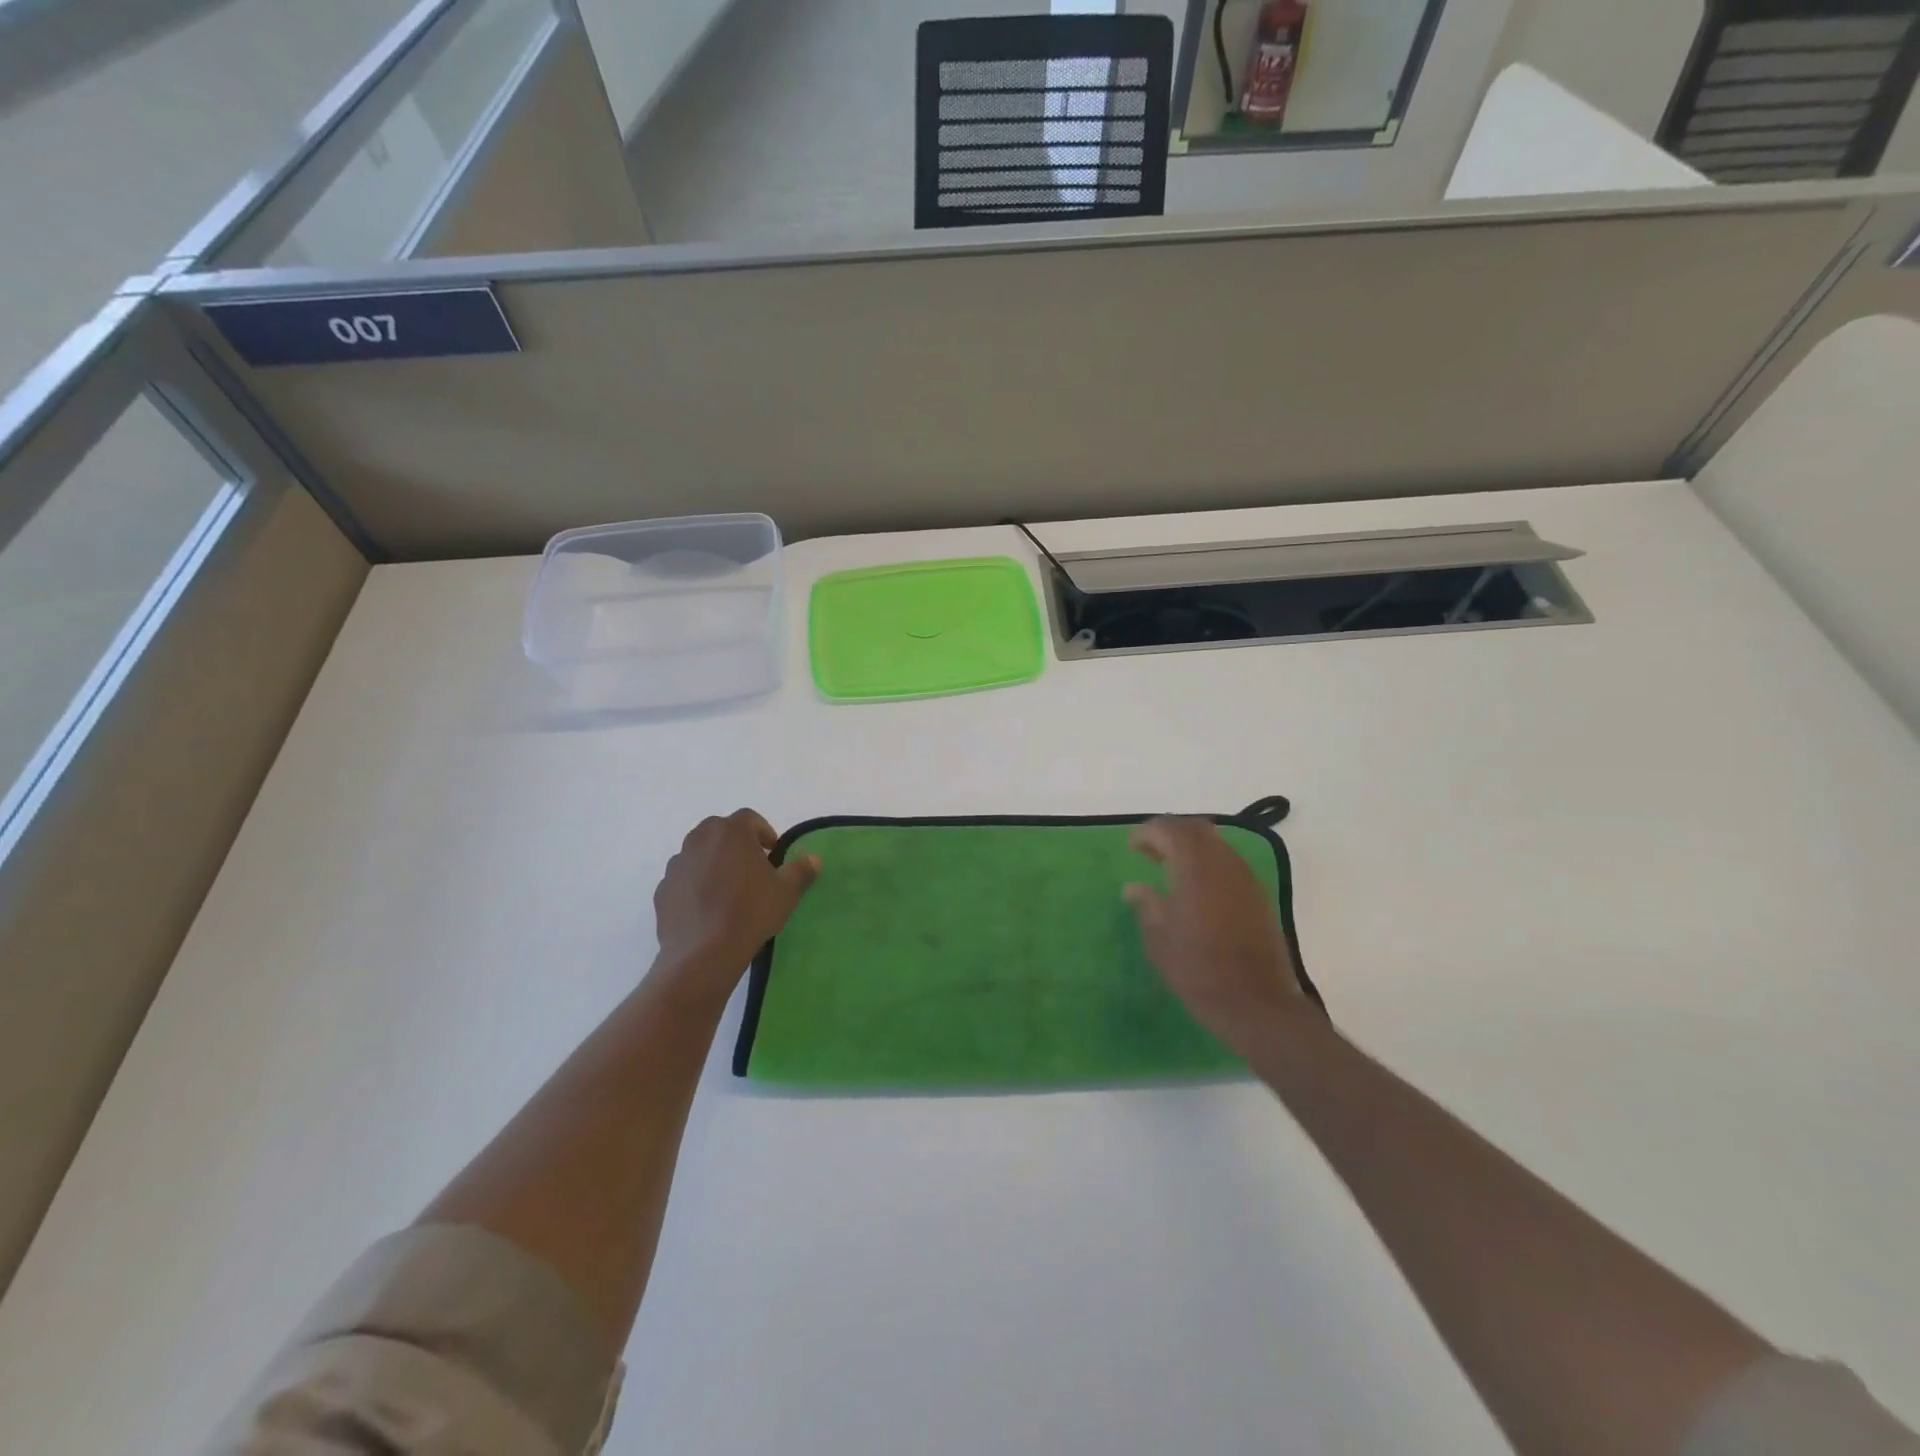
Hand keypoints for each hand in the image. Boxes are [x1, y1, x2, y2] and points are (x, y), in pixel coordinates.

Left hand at [651, 810, 819, 1002]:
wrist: (703, 953)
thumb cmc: (750, 912)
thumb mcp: (786, 892)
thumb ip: (801, 870)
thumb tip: (813, 859)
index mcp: (731, 832)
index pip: (749, 818)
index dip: (764, 832)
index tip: (773, 853)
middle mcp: (699, 840)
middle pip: (719, 831)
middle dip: (736, 844)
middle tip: (752, 868)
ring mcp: (677, 864)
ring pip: (699, 853)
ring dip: (714, 863)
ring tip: (728, 890)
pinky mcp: (663, 889)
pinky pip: (684, 879)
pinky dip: (695, 885)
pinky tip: (708, 909)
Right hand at [1124, 817, 1307, 1056]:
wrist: (1256, 1003)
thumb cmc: (1198, 971)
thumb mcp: (1159, 940)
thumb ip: (1146, 905)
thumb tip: (1134, 887)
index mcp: (1194, 869)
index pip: (1170, 830)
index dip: (1147, 832)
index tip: (1131, 846)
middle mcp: (1223, 864)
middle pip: (1195, 829)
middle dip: (1170, 832)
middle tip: (1149, 850)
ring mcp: (1245, 878)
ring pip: (1215, 843)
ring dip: (1191, 846)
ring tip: (1170, 866)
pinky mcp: (1258, 895)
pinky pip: (1229, 862)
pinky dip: (1208, 861)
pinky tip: (1196, 886)